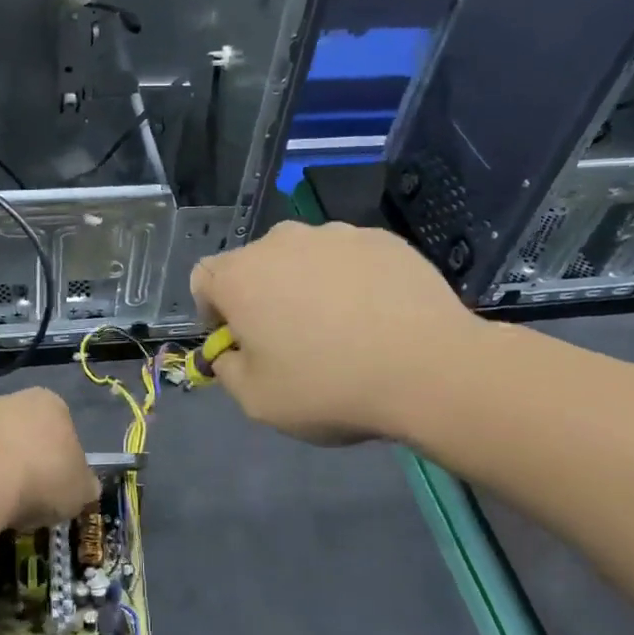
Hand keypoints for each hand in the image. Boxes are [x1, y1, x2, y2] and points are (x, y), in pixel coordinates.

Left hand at [0, 388, 99, 528]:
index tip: (61, 484)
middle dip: (29, 456)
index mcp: (51, 403)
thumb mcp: (81, 489)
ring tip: (2, 502)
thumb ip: (85, 484)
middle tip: (34, 494)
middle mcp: (13, 401)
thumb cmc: (45, 477)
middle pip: (26, 432)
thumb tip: (86, 486)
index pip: (64, 427)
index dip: (64, 458)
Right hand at [190, 220, 483, 443]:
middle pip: (255, 265)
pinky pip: (348, 258)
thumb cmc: (329, 387)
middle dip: (261, 297)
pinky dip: (350, 281)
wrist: (430, 369)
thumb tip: (231, 353)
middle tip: (290, 340)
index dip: (213, 313)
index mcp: (241, 276)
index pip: (203, 279)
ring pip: (303, 259)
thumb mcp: (257, 401)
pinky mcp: (382, 238)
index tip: (240, 344)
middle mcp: (281, 241)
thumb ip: (228, 370)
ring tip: (340, 328)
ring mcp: (335, 234)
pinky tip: (375, 317)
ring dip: (306, 286)